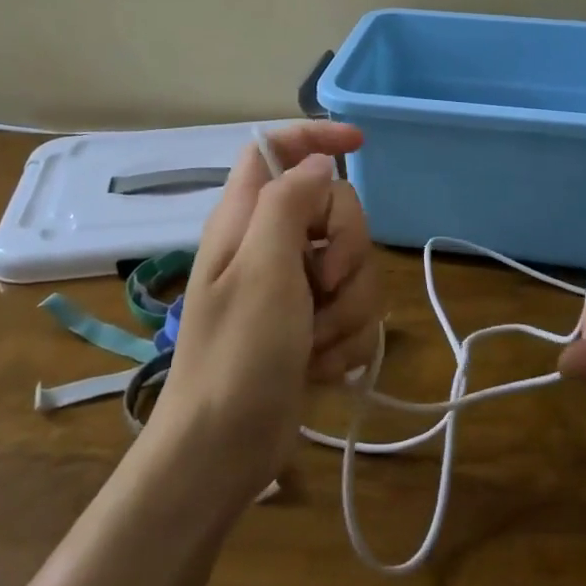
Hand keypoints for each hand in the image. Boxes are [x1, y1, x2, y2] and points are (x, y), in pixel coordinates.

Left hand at [152, 123, 381, 504]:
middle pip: (335, 209)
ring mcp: (292, 287)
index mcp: (246, 218)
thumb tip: (319, 163)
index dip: (317, 136)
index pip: (277, 149)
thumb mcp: (262, 268)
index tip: (361, 145)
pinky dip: (346, 338)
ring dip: (348, 307)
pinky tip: (321, 365)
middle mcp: (270, 244)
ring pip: (353, 265)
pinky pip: (353, 309)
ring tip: (315, 342)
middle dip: (348, 250)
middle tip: (322, 286)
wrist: (224, 449)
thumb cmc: (238, 355)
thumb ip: (289, 202)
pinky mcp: (310, 324)